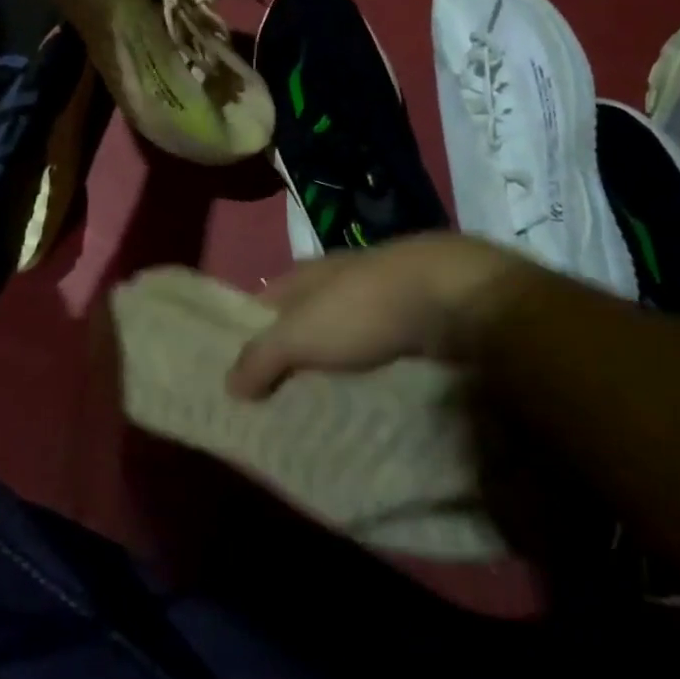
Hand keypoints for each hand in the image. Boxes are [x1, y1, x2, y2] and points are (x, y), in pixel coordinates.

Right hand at [226, 233, 521, 399]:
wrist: (452, 296)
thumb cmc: (363, 309)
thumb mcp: (300, 335)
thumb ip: (262, 357)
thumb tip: (227, 384)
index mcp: (306, 274)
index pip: (264, 300)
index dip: (249, 330)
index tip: (238, 371)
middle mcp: (341, 278)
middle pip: (306, 316)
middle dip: (293, 350)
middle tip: (278, 398)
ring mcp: (382, 294)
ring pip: (346, 331)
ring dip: (335, 361)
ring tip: (323, 403)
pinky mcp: (419, 315)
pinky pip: (382, 345)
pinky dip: (371, 367)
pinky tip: (371, 391)